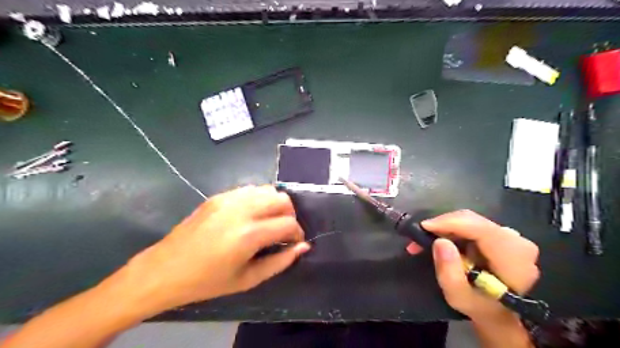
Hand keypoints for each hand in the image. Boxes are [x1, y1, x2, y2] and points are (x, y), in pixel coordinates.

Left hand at [121, 186, 308, 313]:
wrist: (165, 270)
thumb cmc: (207, 281)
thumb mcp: (248, 279)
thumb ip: (280, 261)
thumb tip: (303, 247)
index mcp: (248, 234)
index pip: (288, 224)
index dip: (297, 234)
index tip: (294, 243)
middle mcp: (241, 210)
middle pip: (282, 199)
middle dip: (289, 215)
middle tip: (282, 231)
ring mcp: (228, 199)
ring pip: (268, 189)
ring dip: (275, 205)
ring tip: (268, 222)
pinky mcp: (219, 196)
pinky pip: (250, 190)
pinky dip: (259, 199)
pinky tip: (251, 215)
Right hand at [408, 211, 537, 325]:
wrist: (497, 313)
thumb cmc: (479, 306)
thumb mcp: (458, 296)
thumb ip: (449, 272)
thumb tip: (440, 242)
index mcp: (513, 257)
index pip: (479, 228)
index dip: (449, 223)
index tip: (423, 227)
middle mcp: (516, 241)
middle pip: (472, 220)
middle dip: (442, 225)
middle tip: (419, 236)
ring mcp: (509, 236)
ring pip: (469, 220)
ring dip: (444, 228)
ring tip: (424, 241)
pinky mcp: (499, 234)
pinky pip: (470, 224)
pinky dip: (451, 230)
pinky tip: (439, 240)